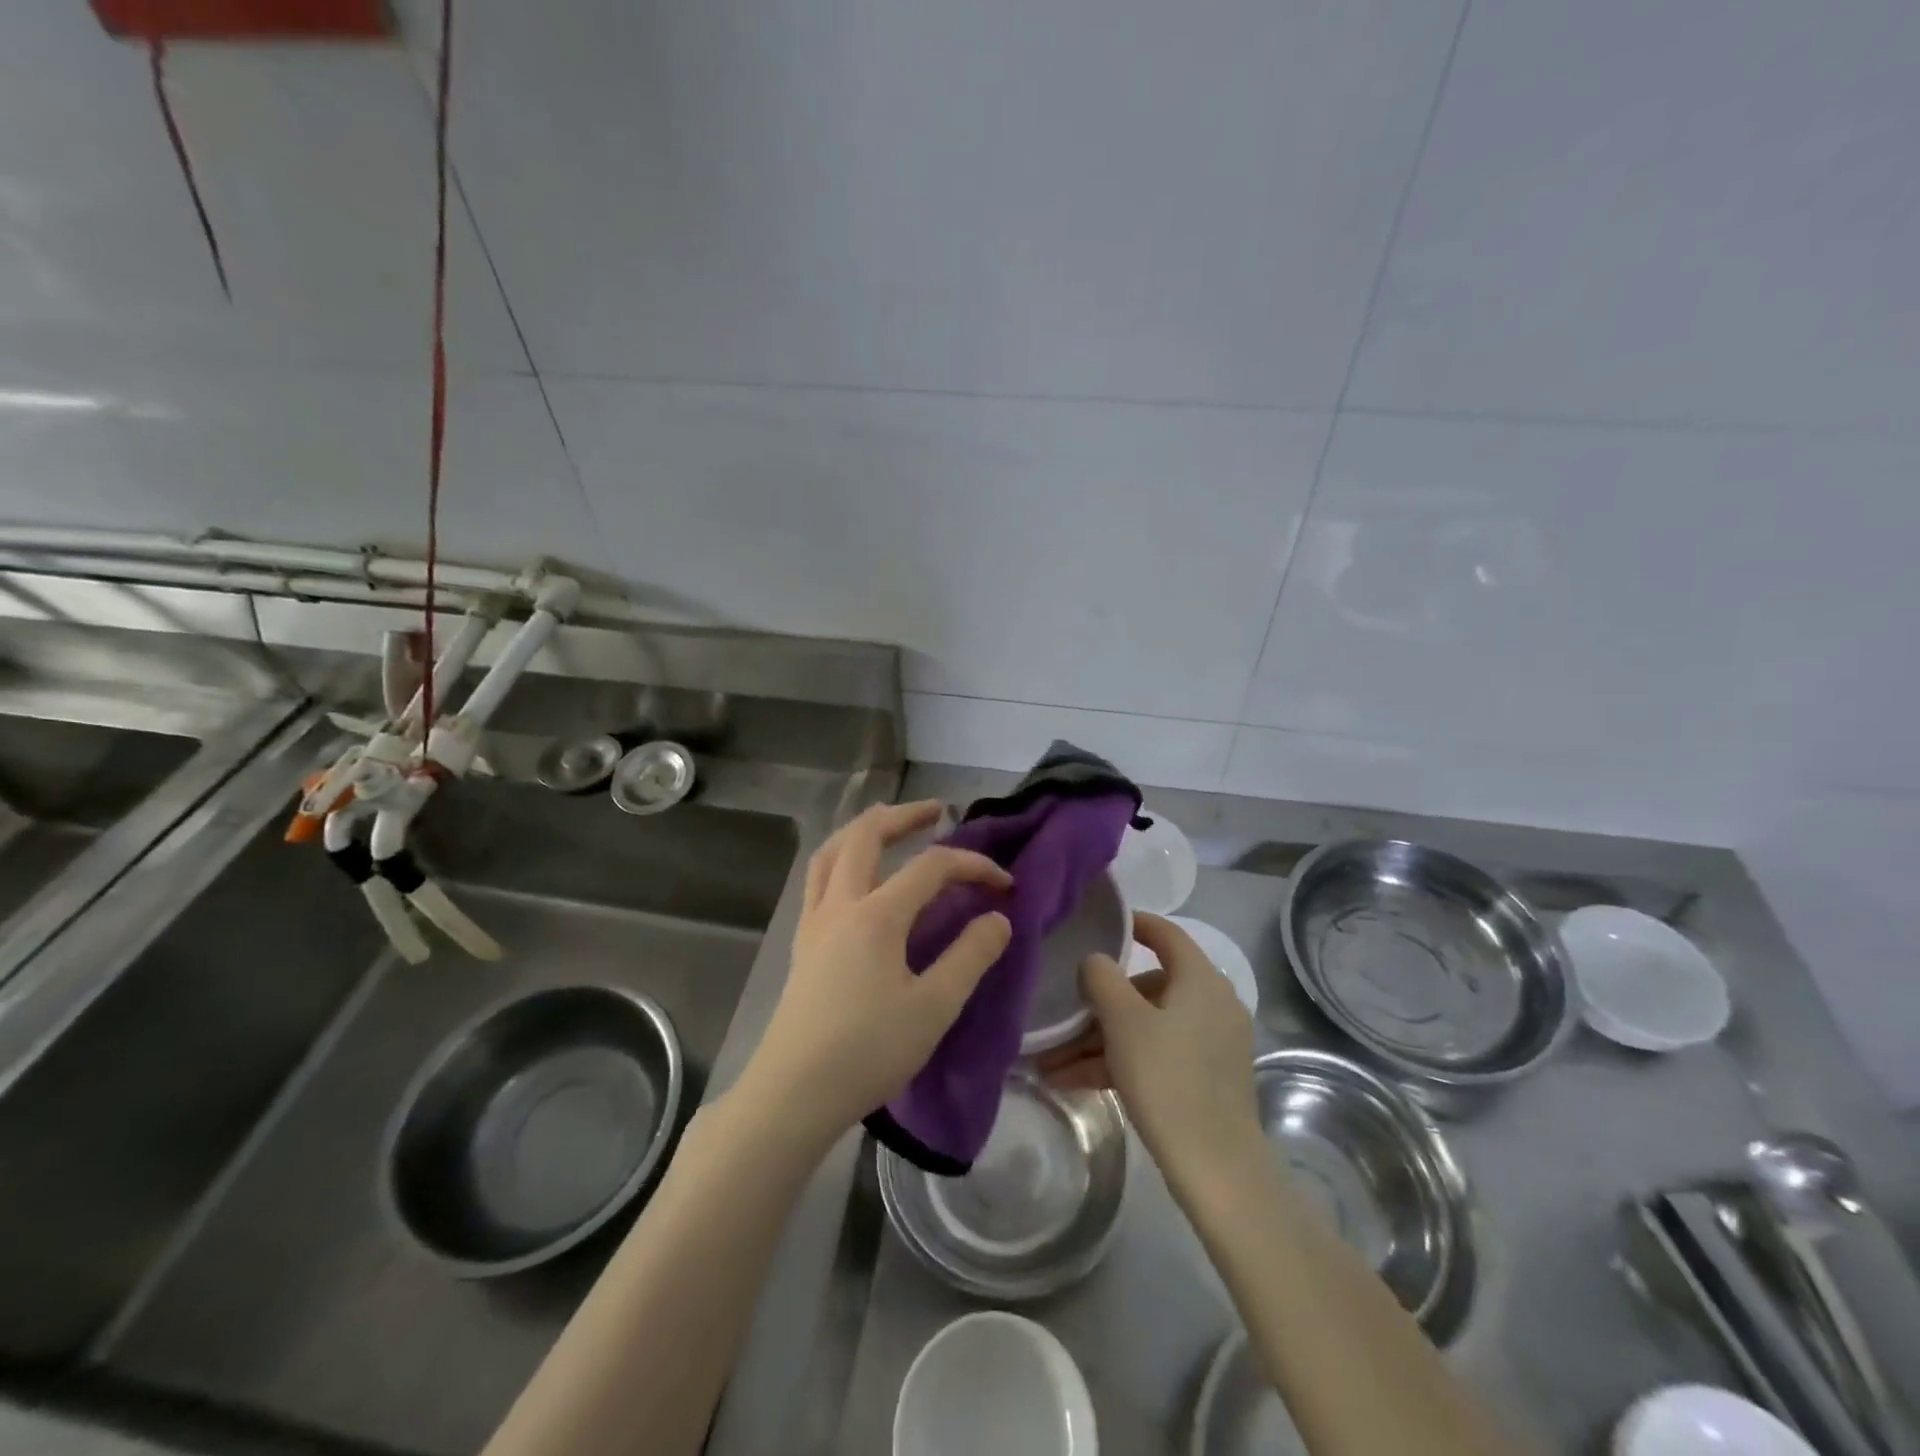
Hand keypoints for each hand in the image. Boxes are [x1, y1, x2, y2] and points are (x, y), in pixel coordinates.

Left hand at [741, 800, 1012, 1146]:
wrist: (793, 1094)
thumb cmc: (868, 1051)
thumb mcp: (934, 1007)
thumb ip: (970, 957)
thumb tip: (998, 919)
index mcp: (876, 915)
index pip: (931, 867)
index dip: (973, 865)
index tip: (1005, 884)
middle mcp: (839, 905)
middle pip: (866, 835)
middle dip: (904, 815)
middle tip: (936, 812)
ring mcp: (814, 922)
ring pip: (832, 852)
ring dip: (864, 830)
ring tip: (890, 828)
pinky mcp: (803, 944)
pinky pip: (819, 879)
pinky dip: (842, 858)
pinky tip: (857, 879)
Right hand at [1039, 912, 1258, 1179]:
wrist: (1216, 1169)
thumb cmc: (1168, 1079)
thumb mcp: (1124, 1022)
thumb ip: (1102, 978)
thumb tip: (1096, 962)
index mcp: (1200, 980)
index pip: (1165, 933)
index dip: (1132, 923)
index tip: (1099, 923)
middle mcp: (1211, 1003)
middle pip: (1147, 988)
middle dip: (1098, 1005)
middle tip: (1062, 1021)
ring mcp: (1211, 1042)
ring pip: (1145, 1026)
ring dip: (1099, 1041)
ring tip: (1053, 1063)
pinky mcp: (1205, 1077)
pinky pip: (1155, 1053)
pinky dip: (1120, 1061)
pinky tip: (1074, 1082)